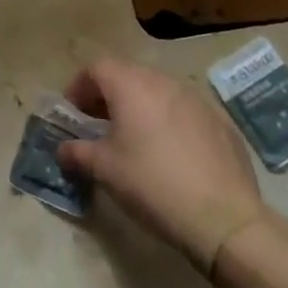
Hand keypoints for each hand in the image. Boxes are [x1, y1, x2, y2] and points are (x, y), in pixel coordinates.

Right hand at [57, 58, 270, 273]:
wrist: (224, 219)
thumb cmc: (152, 184)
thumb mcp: (104, 169)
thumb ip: (76, 152)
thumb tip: (62, 149)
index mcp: (131, 85)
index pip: (96, 68)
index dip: (79, 86)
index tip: (74, 114)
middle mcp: (164, 81)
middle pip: (128, 75)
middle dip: (109, 95)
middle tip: (100, 124)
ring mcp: (197, 98)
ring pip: (158, 90)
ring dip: (140, 106)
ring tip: (136, 138)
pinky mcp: (221, 121)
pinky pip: (185, 110)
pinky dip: (170, 120)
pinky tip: (172, 153)